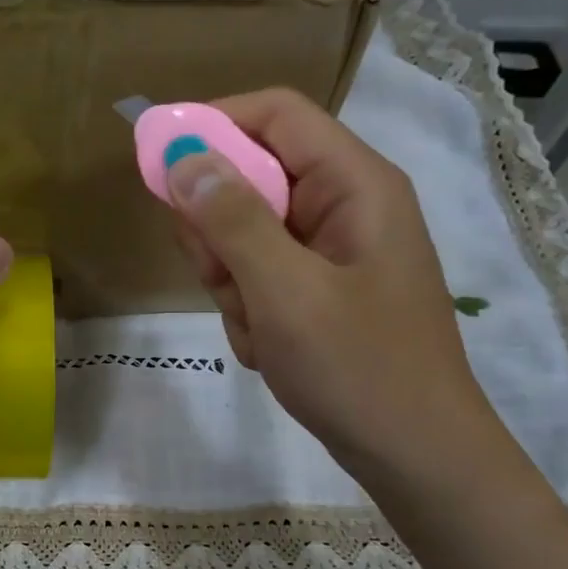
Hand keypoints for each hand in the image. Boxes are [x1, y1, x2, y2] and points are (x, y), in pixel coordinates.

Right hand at [165, 88, 498, 483]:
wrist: (413, 454)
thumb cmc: (357, 368)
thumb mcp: (285, 292)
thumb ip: (232, 221)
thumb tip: (183, 159)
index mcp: (353, 184)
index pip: (273, 114)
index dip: (211, 124)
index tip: (155, 161)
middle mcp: (343, 206)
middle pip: (250, 178)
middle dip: (219, 231)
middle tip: (219, 277)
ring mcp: (331, 252)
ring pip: (245, 236)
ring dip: (233, 281)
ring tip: (258, 326)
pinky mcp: (319, 290)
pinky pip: (258, 277)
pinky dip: (250, 311)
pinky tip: (269, 347)